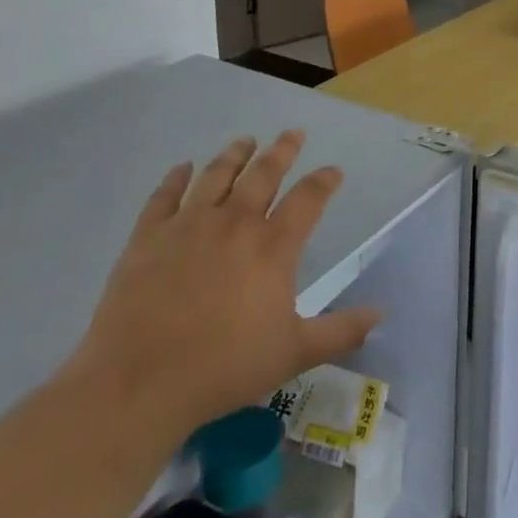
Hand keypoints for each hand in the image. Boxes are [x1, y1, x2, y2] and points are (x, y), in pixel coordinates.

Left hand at [71, 131, 381, 443]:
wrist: (138, 384)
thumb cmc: (223, 368)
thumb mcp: (294, 353)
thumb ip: (340, 331)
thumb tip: (380, 314)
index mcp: (273, 246)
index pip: (308, 199)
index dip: (324, 181)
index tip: (333, 171)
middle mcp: (234, 223)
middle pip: (264, 174)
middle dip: (282, 151)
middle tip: (293, 133)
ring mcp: (188, 226)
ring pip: (216, 176)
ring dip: (235, 155)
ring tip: (245, 141)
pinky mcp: (147, 238)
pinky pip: (163, 196)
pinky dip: (175, 178)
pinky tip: (182, 168)